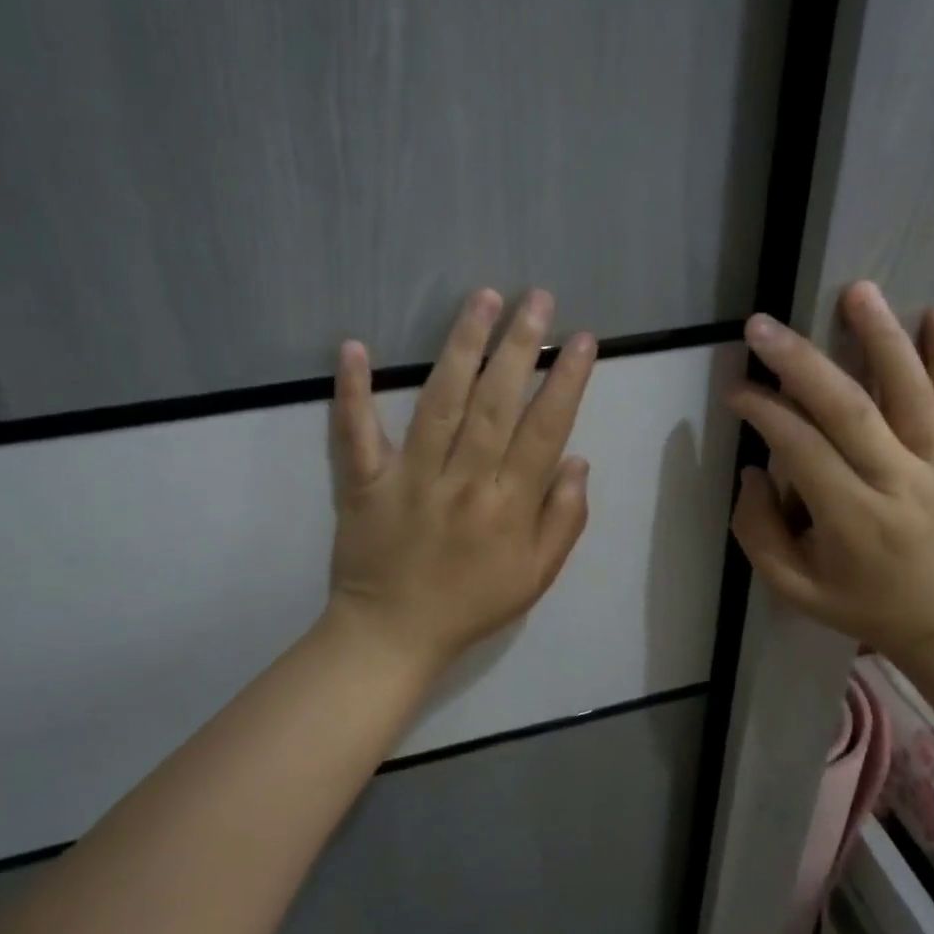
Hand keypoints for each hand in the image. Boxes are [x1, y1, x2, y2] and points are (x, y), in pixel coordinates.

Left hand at [325, 288, 595, 680]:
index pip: (544, 430)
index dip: (566, 381)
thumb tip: (578, 460)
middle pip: (495, 403)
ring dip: (460, 347)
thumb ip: (564, 519)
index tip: (581, 339)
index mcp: (508, 505)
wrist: (393, 636)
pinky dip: (352, 392)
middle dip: (519, 345)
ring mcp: (409, 479)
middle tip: (536, 298)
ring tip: (481, 299)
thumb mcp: (536, 576)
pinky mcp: (363, 483)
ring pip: (439, 403)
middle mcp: (463, 482)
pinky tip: (354, 347)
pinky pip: (355, 434)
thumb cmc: (471, 604)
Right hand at [726, 281, 933, 665]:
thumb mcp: (792, 588)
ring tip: (857, 291)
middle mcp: (896, 483)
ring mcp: (932, 465)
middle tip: (762, 327)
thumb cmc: (859, 603)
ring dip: (882, 339)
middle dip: (801, 363)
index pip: (802, 449)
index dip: (764, 412)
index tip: (735, 387)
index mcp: (853, 520)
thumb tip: (753, 470)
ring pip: (908, 394)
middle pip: (850, 410)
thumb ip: (759, 532)